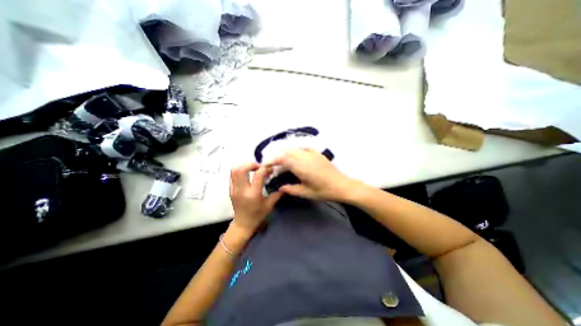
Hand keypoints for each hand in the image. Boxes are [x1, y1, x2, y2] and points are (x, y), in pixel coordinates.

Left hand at [229, 162, 282, 233]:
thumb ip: (277, 194)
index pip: (258, 175)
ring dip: (244, 166)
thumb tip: (284, 185)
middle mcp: (242, 190)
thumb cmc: (257, 215)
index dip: (264, 168)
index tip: (269, 168)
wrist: (243, 224)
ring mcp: (234, 189)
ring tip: (252, 168)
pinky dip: (239, 170)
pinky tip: (247, 174)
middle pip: (242, 169)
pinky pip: (232, 175)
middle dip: (251, 164)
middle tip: (259, 166)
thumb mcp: (269, 205)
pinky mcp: (230, 190)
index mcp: (253, 194)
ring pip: (234, 171)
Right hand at [269, 149, 361, 201]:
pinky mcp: (317, 153)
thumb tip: (279, 187)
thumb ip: (291, 189)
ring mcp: (312, 153)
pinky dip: (296, 150)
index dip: (272, 160)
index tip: (266, 165)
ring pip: (294, 149)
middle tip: (273, 166)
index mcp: (301, 167)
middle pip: (287, 152)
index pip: (283, 159)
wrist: (342, 185)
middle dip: (277, 157)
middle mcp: (305, 157)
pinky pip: (304, 147)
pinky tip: (295, 156)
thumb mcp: (306, 193)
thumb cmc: (324, 191)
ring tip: (282, 162)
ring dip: (286, 153)